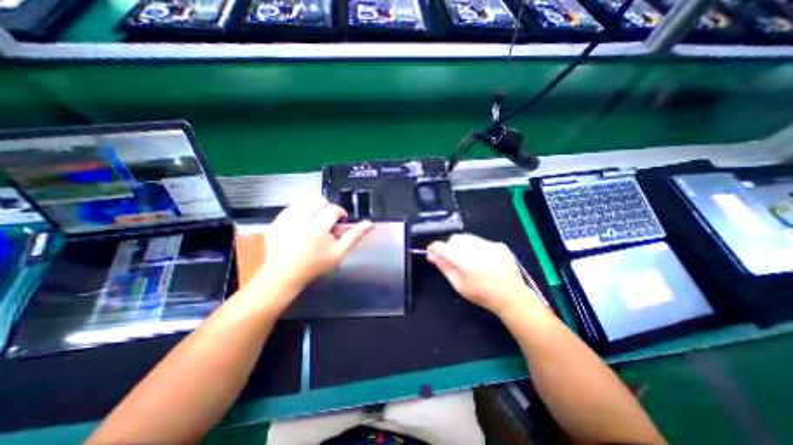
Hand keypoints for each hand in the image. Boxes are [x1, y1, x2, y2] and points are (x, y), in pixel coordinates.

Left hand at [258, 196, 375, 290]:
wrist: (283, 275)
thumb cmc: (315, 266)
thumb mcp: (339, 253)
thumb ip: (354, 236)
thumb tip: (370, 223)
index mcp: (317, 227)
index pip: (334, 209)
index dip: (340, 213)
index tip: (340, 221)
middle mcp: (300, 219)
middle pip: (318, 200)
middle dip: (326, 208)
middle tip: (327, 222)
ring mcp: (285, 219)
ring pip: (304, 201)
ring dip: (313, 208)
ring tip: (314, 222)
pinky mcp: (275, 221)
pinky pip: (291, 207)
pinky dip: (299, 212)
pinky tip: (300, 225)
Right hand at [427, 237, 545, 315]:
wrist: (512, 297)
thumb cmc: (482, 295)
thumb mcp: (459, 285)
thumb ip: (444, 267)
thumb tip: (431, 255)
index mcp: (466, 263)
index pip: (443, 247)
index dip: (434, 247)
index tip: (431, 251)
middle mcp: (478, 250)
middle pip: (456, 238)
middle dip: (450, 245)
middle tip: (452, 257)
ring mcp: (491, 245)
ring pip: (468, 237)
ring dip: (463, 245)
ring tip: (469, 258)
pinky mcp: (499, 244)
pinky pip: (481, 240)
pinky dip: (476, 247)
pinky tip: (483, 259)